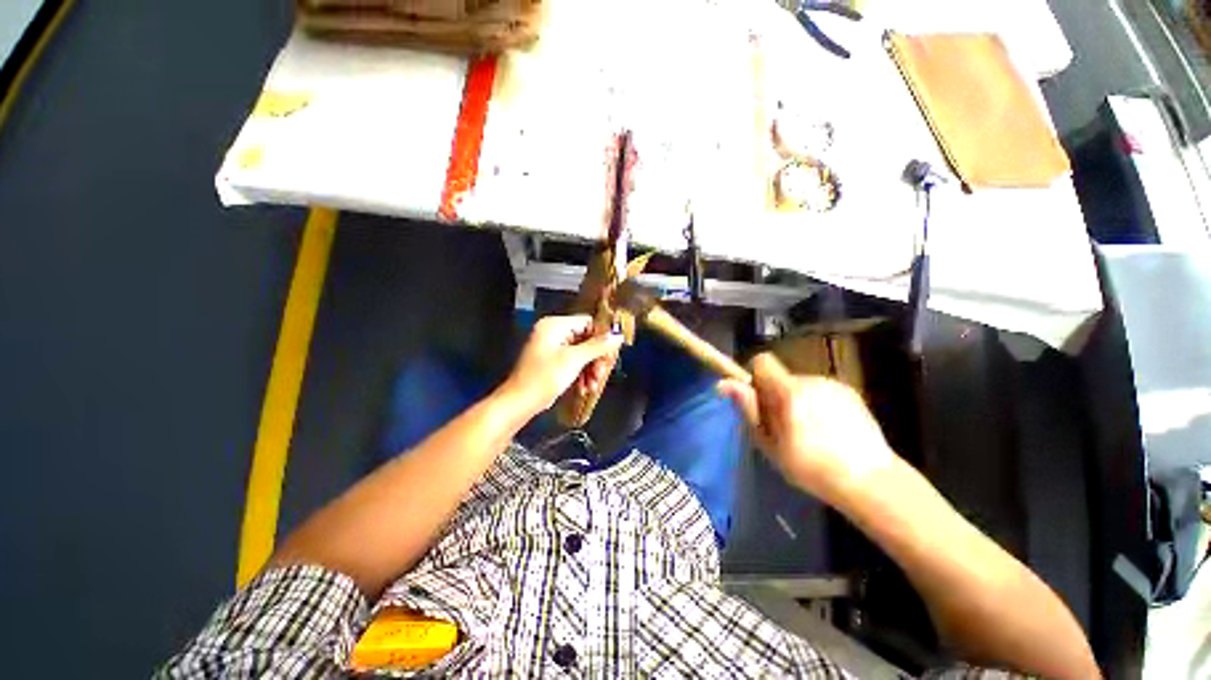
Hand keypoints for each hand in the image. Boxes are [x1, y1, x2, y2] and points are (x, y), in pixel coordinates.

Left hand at [499, 315, 622, 416]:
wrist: (519, 402)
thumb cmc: (544, 377)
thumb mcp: (574, 360)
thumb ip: (598, 346)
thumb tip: (618, 336)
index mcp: (555, 325)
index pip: (587, 322)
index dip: (602, 337)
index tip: (610, 354)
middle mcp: (553, 332)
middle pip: (586, 338)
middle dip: (596, 358)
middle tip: (601, 374)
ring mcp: (552, 347)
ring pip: (582, 352)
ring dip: (590, 368)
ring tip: (593, 385)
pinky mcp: (552, 361)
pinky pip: (573, 362)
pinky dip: (581, 373)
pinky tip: (584, 388)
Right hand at [718, 353, 895, 503]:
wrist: (871, 481)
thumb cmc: (811, 468)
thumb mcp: (770, 443)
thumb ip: (748, 409)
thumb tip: (723, 384)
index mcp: (789, 391)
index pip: (762, 361)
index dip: (755, 377)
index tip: (759, 402)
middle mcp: (812, 380)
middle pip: (781, 378)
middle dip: (776, 396)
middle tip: (785, 428)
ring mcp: (834, 385)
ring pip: (801, 386)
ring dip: (798, 402)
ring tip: (811, 434)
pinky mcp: (851, 392)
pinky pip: (821, 392)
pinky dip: (818, 405)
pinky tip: (830, 432)